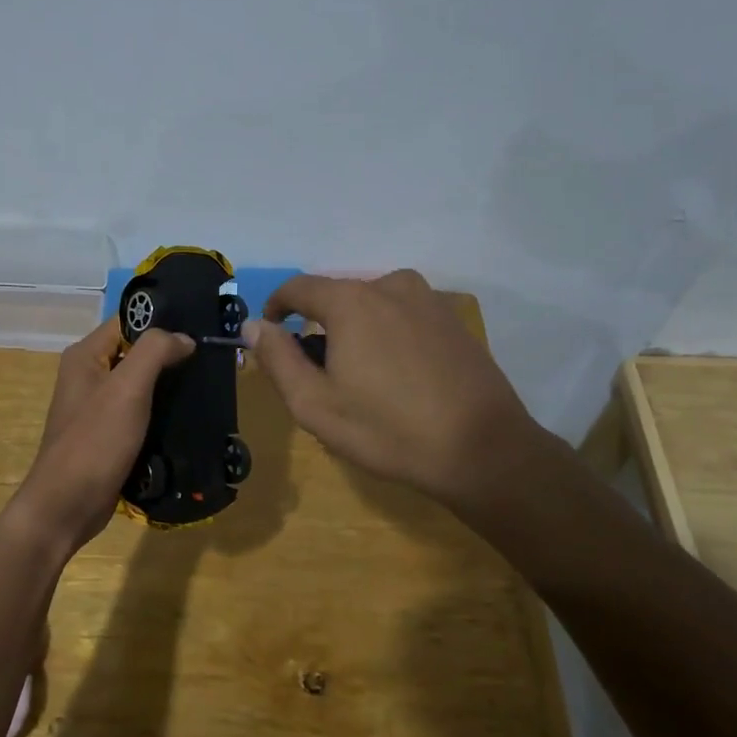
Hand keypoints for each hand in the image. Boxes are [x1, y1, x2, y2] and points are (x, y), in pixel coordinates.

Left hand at [4, 317, 194, 552]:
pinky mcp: (107, 435)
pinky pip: (139, 413)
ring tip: (206, 387)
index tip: (200, 330)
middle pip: (135, 352)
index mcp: (85, 355)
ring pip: (141, 385)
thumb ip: (155, 351)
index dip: (162, 323)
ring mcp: (96, 407)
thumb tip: (184, 338)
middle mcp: (88, 375)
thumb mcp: (127, 388)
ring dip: (169, 386)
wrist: (67, 505)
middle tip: (211, 361)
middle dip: (170, 356)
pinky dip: (161, 413)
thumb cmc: (95, 441)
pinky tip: (188, 417)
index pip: (127, 322)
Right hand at [249, 270, 548, 514]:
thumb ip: (278, 359)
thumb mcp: (315, 404)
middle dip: (319, 326)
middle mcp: (390, 285)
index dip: (276, 307)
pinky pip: (403, 316)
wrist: (483, 450)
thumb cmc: (388, 430)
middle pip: (337, 297)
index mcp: (352, 301)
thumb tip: (253, 325)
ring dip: (355, 331)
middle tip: (319, 375)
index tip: (271, 334)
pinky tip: (398, 378)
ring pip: (372, 305)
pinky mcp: (453, 320)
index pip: (298, 287)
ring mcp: (428, 300)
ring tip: (361, 379)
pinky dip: (388, 336)